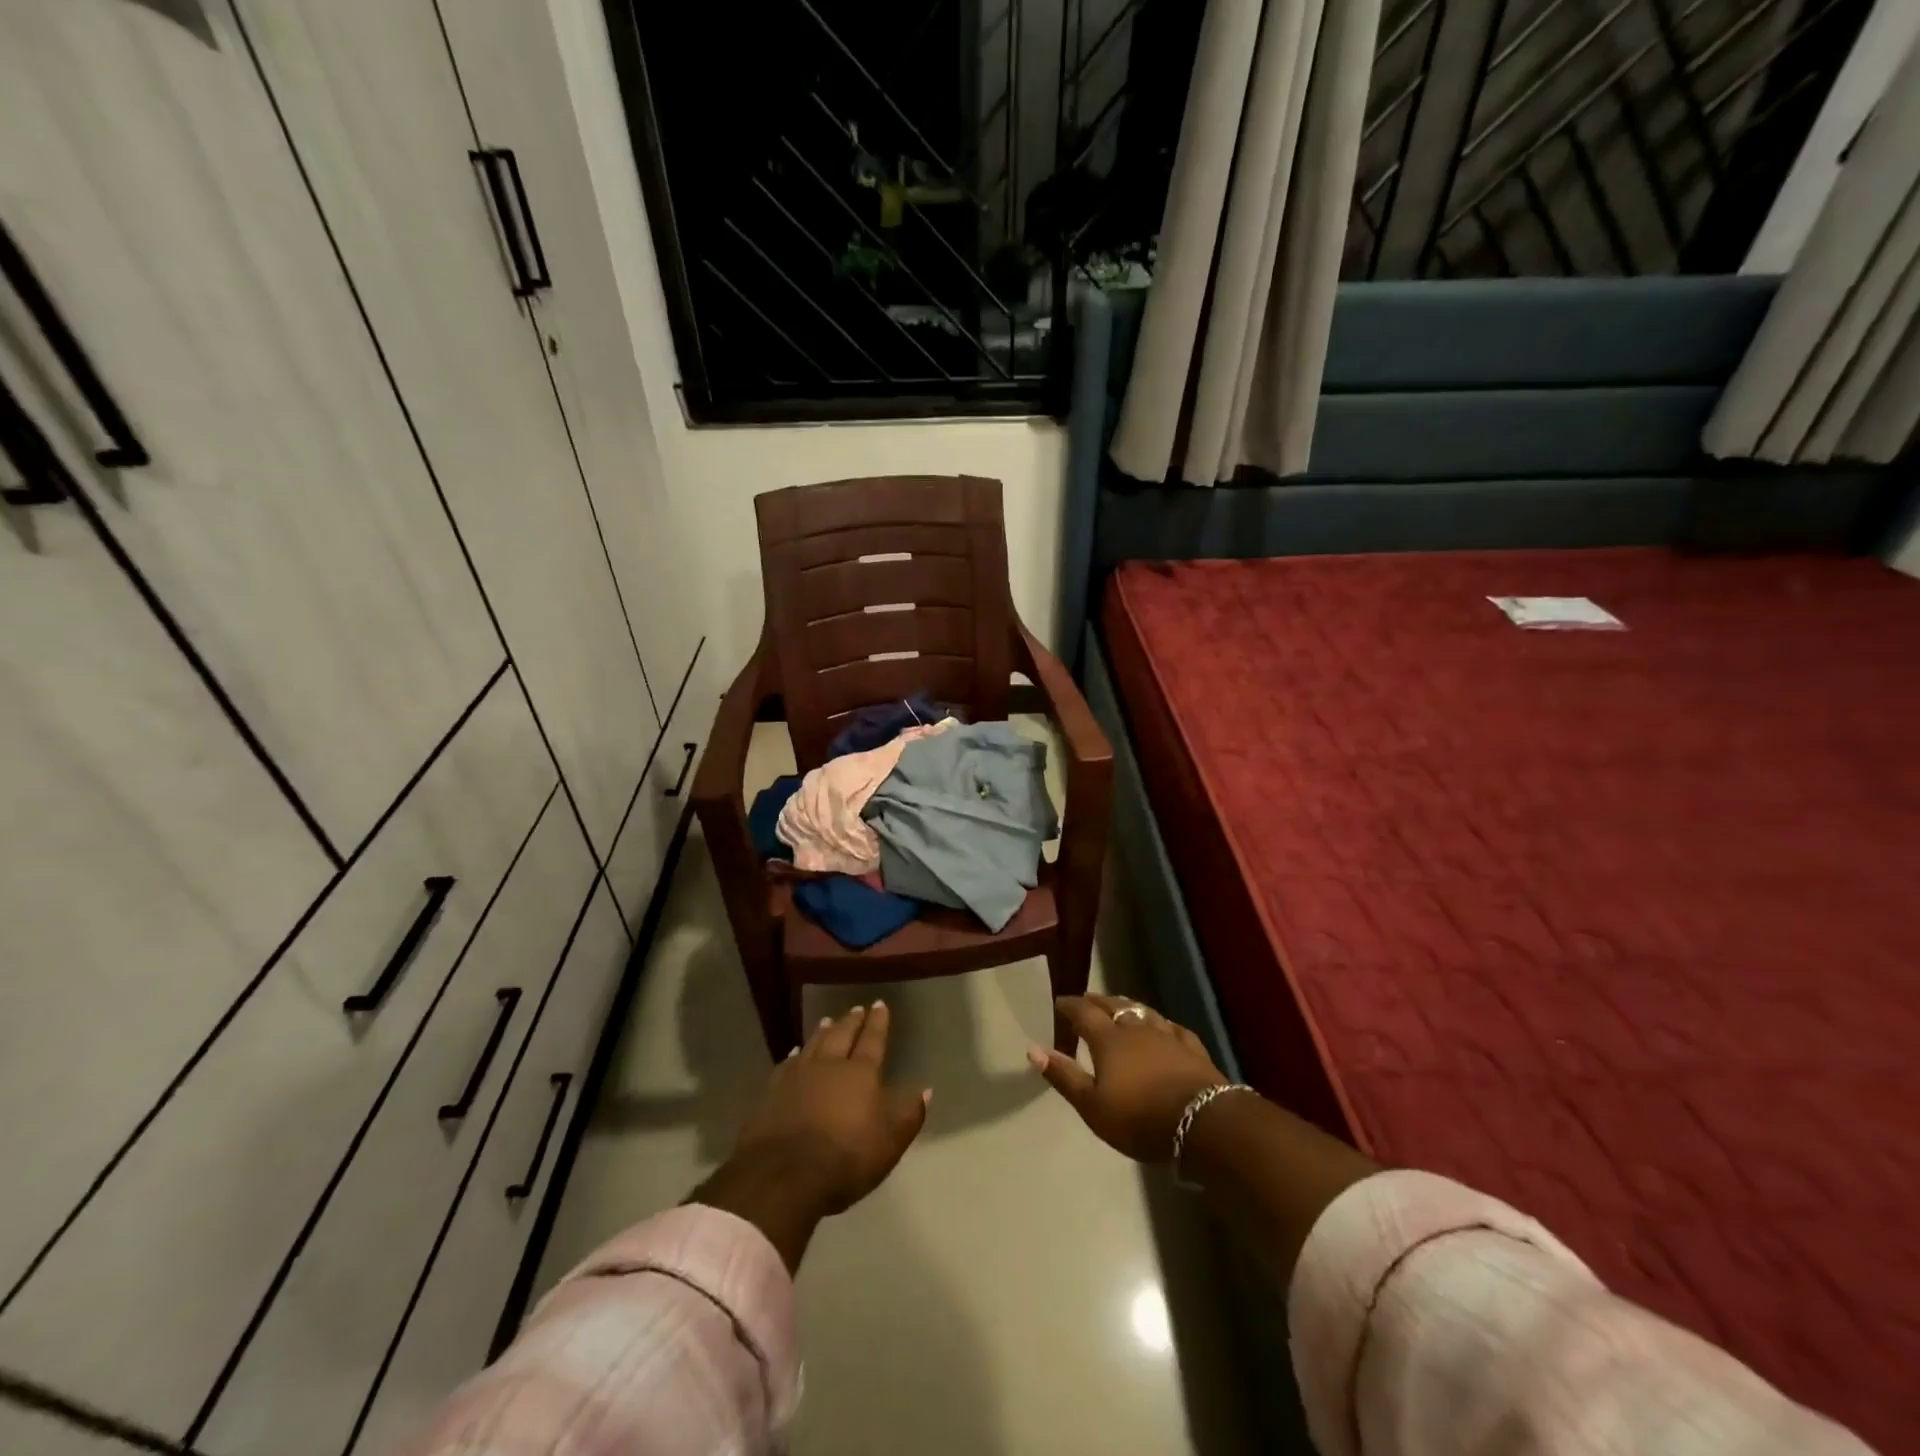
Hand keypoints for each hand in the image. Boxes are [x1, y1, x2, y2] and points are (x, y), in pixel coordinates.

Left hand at [731, 1001, 929, 1215]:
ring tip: (828, 1020)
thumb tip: (925, 1089)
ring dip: (823, 1031)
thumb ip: (909, 1113)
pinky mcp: (772, 1092)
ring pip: (814, 1044)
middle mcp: (830, 1065)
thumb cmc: (847, 1157)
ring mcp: (798, 1076)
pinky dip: (794, 1054)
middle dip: (851, 1022)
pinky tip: (795, 1052)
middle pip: (842, 1036)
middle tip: (856, 1008)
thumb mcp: (891, 1140)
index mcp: (861, 1073)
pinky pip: (787, 1063)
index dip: (878, 1023)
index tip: (880, 1005)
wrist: (784, 1174)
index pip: (873, 1041)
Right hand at [1027, 994, 1226, 1161]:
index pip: (1083, 1012)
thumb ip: (1064, 1076)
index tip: (1059, 1002)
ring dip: (1128, 1007)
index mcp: (1108, 1040)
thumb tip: (1033, 1048)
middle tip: (1086, 999)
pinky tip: (1163, 1027)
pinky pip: (1173, 1028)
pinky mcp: (1192, 1048)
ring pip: (1143, 1011)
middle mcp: (1136, 1028)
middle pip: (1114, 1005)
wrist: (1203, 1122)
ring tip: (1120, 1006)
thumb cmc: (1140, 1118)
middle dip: (1097, 1001)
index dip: (1069, 1005)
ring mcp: (1167, 1035)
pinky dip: (1162, 1024)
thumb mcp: (1093, 1106)